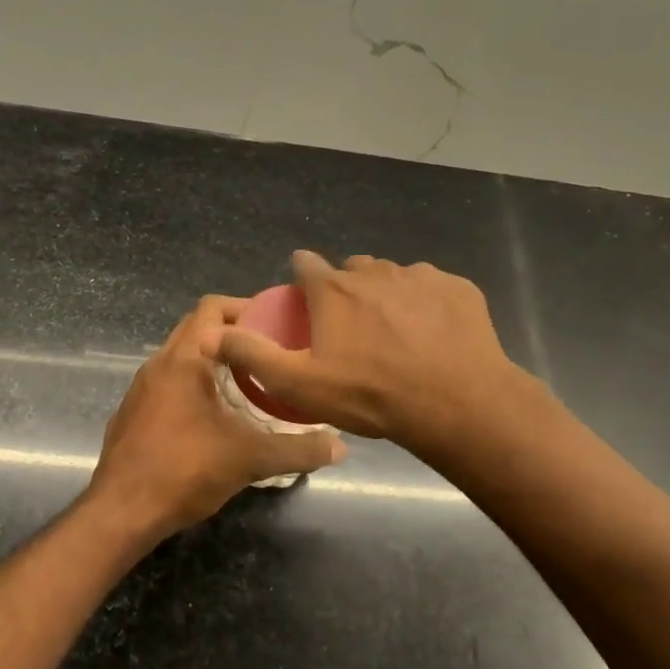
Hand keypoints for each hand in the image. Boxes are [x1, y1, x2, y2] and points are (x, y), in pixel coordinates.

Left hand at [87, 296, 345, 541]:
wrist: (121, 512)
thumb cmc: (183, 471)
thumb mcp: (249, 459)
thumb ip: (297, 449)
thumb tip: (339, 448)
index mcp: (183, 360)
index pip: (212, 309)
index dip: (246, 309)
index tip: (278, 325)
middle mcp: (158, 364)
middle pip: (197, 328)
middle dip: (233, 335)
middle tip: (270, 352)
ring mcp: (141, 389)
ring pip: (182, 357)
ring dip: (213, 361)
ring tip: (250, 382)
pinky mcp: (134, 413)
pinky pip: (169, 383)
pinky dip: (194, 384)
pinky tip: (216, 416)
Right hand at [215, 251, 532, 456]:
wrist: (457, 404)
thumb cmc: (370, 395)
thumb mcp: (300, 384)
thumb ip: (253, 355)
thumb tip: (211, 333)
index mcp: (334, 290)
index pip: (304, 263)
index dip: (301, 280)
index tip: (305, 303)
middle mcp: (375, 272)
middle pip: (352, 269)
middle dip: (346, 289)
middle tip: (352, 330)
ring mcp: (421, 276)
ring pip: (394, 277)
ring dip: (387, 296)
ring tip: (395, 335)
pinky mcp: (458, 289)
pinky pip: (433, 288)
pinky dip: (427, 305)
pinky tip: (433, 336)